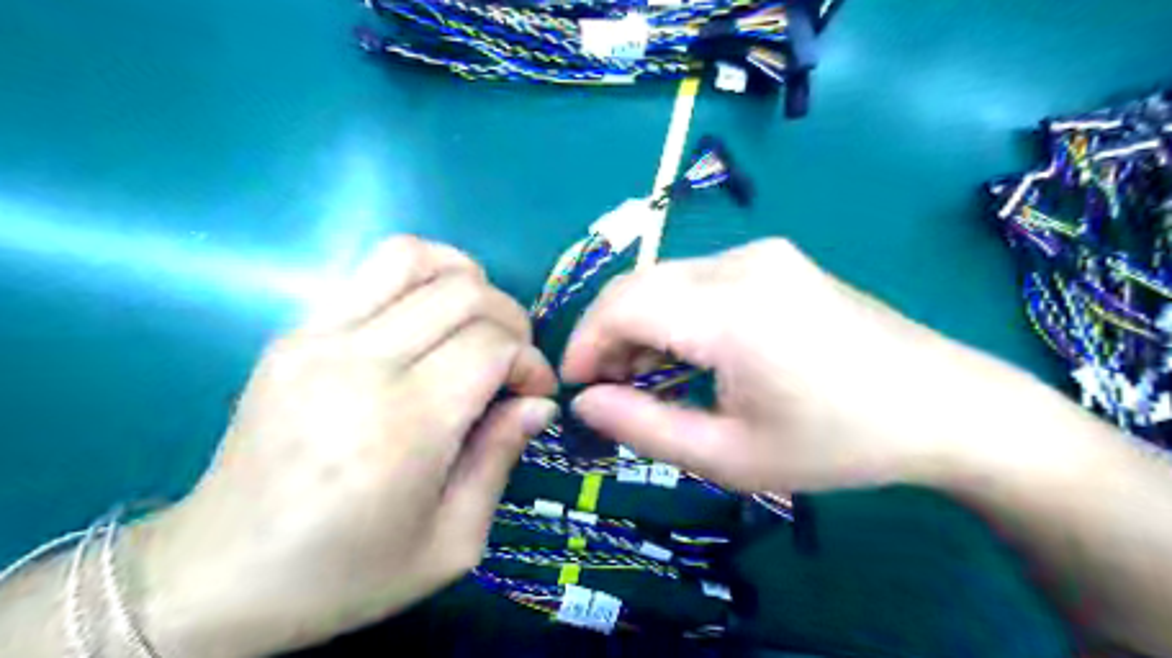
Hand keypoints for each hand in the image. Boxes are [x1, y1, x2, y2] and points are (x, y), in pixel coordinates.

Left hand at [131, 237, 562, 656]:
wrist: (218, 576)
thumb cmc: (345, 574)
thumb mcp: (450, 544)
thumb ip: (500, 460)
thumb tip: (538, 402)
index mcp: (402, 426)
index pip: (490, 346)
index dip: (529, 362)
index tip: (535, 394)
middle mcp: (358, 365)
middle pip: (463, 294)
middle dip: (511, 320)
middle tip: (514, 362)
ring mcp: (317, 338)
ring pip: (412, 258)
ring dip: (466, 278)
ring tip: (479, 320)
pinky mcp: (294, 332)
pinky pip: (370, 271)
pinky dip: (420, 276)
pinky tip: (432, 316)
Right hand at [562, 240, 1012, 495]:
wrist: (944, 407)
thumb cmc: (838, 443)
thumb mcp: (730, 455)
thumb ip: (644, 427)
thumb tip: (584, 403)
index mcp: (732, 308)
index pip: (623, 303)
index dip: (584, 342)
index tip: (575, 387)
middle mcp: (742, 262)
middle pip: (639, 284)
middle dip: (607, 335)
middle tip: (608, 389)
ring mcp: (763, 254)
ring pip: (666, 280)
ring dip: (640, 324)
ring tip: (644, 378)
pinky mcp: (775, 260)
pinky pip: (698, 279)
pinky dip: (673, 314)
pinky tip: (686, 352)